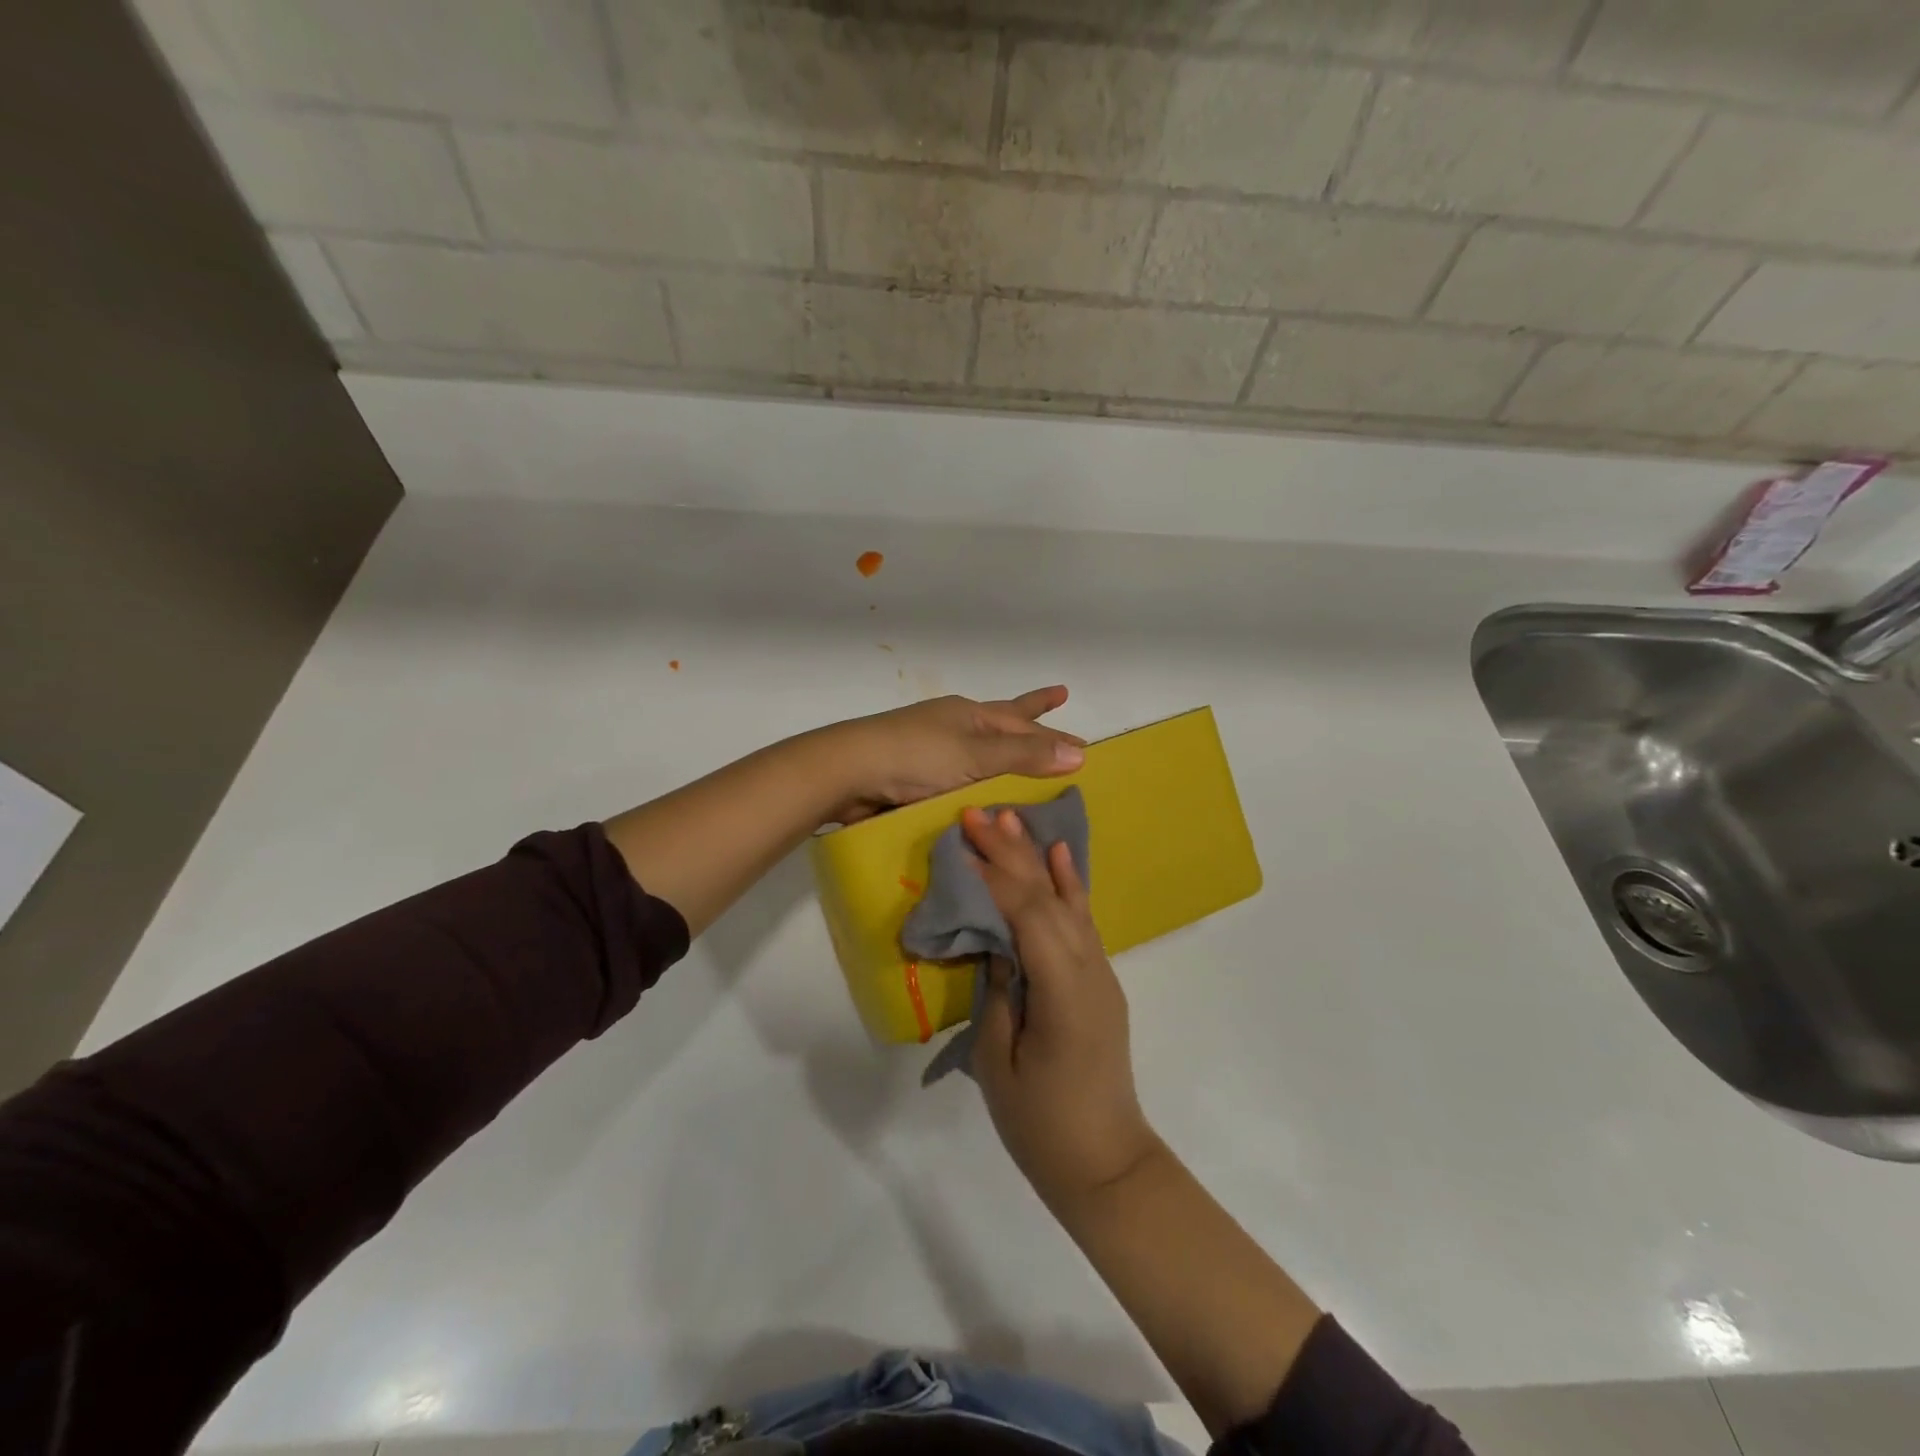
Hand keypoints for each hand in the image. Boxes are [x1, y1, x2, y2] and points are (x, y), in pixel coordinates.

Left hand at [823, 687, 1085, 824]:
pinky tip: (983, 794)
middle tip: (1059, 704)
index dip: (1053, 731)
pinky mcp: (913, 776)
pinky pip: (958, 777)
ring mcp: (931, 750)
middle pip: (1002, 723)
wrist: (846, 773)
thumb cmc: (915, 757)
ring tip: (1026, 757)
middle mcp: (953, 727)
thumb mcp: (975, 756)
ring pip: (979, 751)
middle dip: (1032, 720)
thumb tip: (1080, 753)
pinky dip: (976, 782)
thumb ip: (1024, 757)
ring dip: (1004, 753)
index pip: (1023, 721)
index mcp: (969, 716)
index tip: (1084, 741)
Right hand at [962, 806, 1162, 1211]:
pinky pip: (1082, 922)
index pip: (1028, 915)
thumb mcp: (999, 1062)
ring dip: (1036, 858)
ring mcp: (1100, 972)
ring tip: (1010, 819)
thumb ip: (998, 990)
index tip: (964, 840)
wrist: (1105, 1163)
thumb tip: (993, 939)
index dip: (994, 875)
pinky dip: (1069, 884)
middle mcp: (1089, 970)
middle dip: (1010, 854)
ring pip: (1067, 902)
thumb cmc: (1042, 1123)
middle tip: (977, 814)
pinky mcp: (1099, 980)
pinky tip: (1059, 856)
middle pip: (1047, 898)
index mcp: (1063, 992)